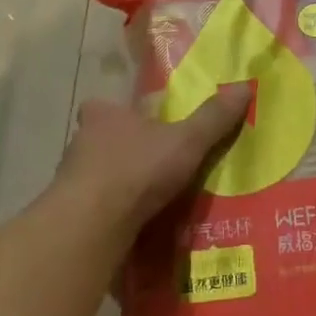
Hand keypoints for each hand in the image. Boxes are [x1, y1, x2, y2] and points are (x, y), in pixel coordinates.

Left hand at [56, 87, 252, 235]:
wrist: (91, 225)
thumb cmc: (137, 168)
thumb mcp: (186, 140)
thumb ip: (213, 118)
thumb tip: (245, 87)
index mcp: (104, 115)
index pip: (106, 106)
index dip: (123, 114)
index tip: (143, 127)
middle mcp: (80, 143)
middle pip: (102, 142)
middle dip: (124, 152)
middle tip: (154, 166)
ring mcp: (70, 181)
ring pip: (97, 177)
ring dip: (117, 187)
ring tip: (149, 202)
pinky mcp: (70, 216)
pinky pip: (95, 211)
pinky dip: (111, 217)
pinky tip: (133, 229)